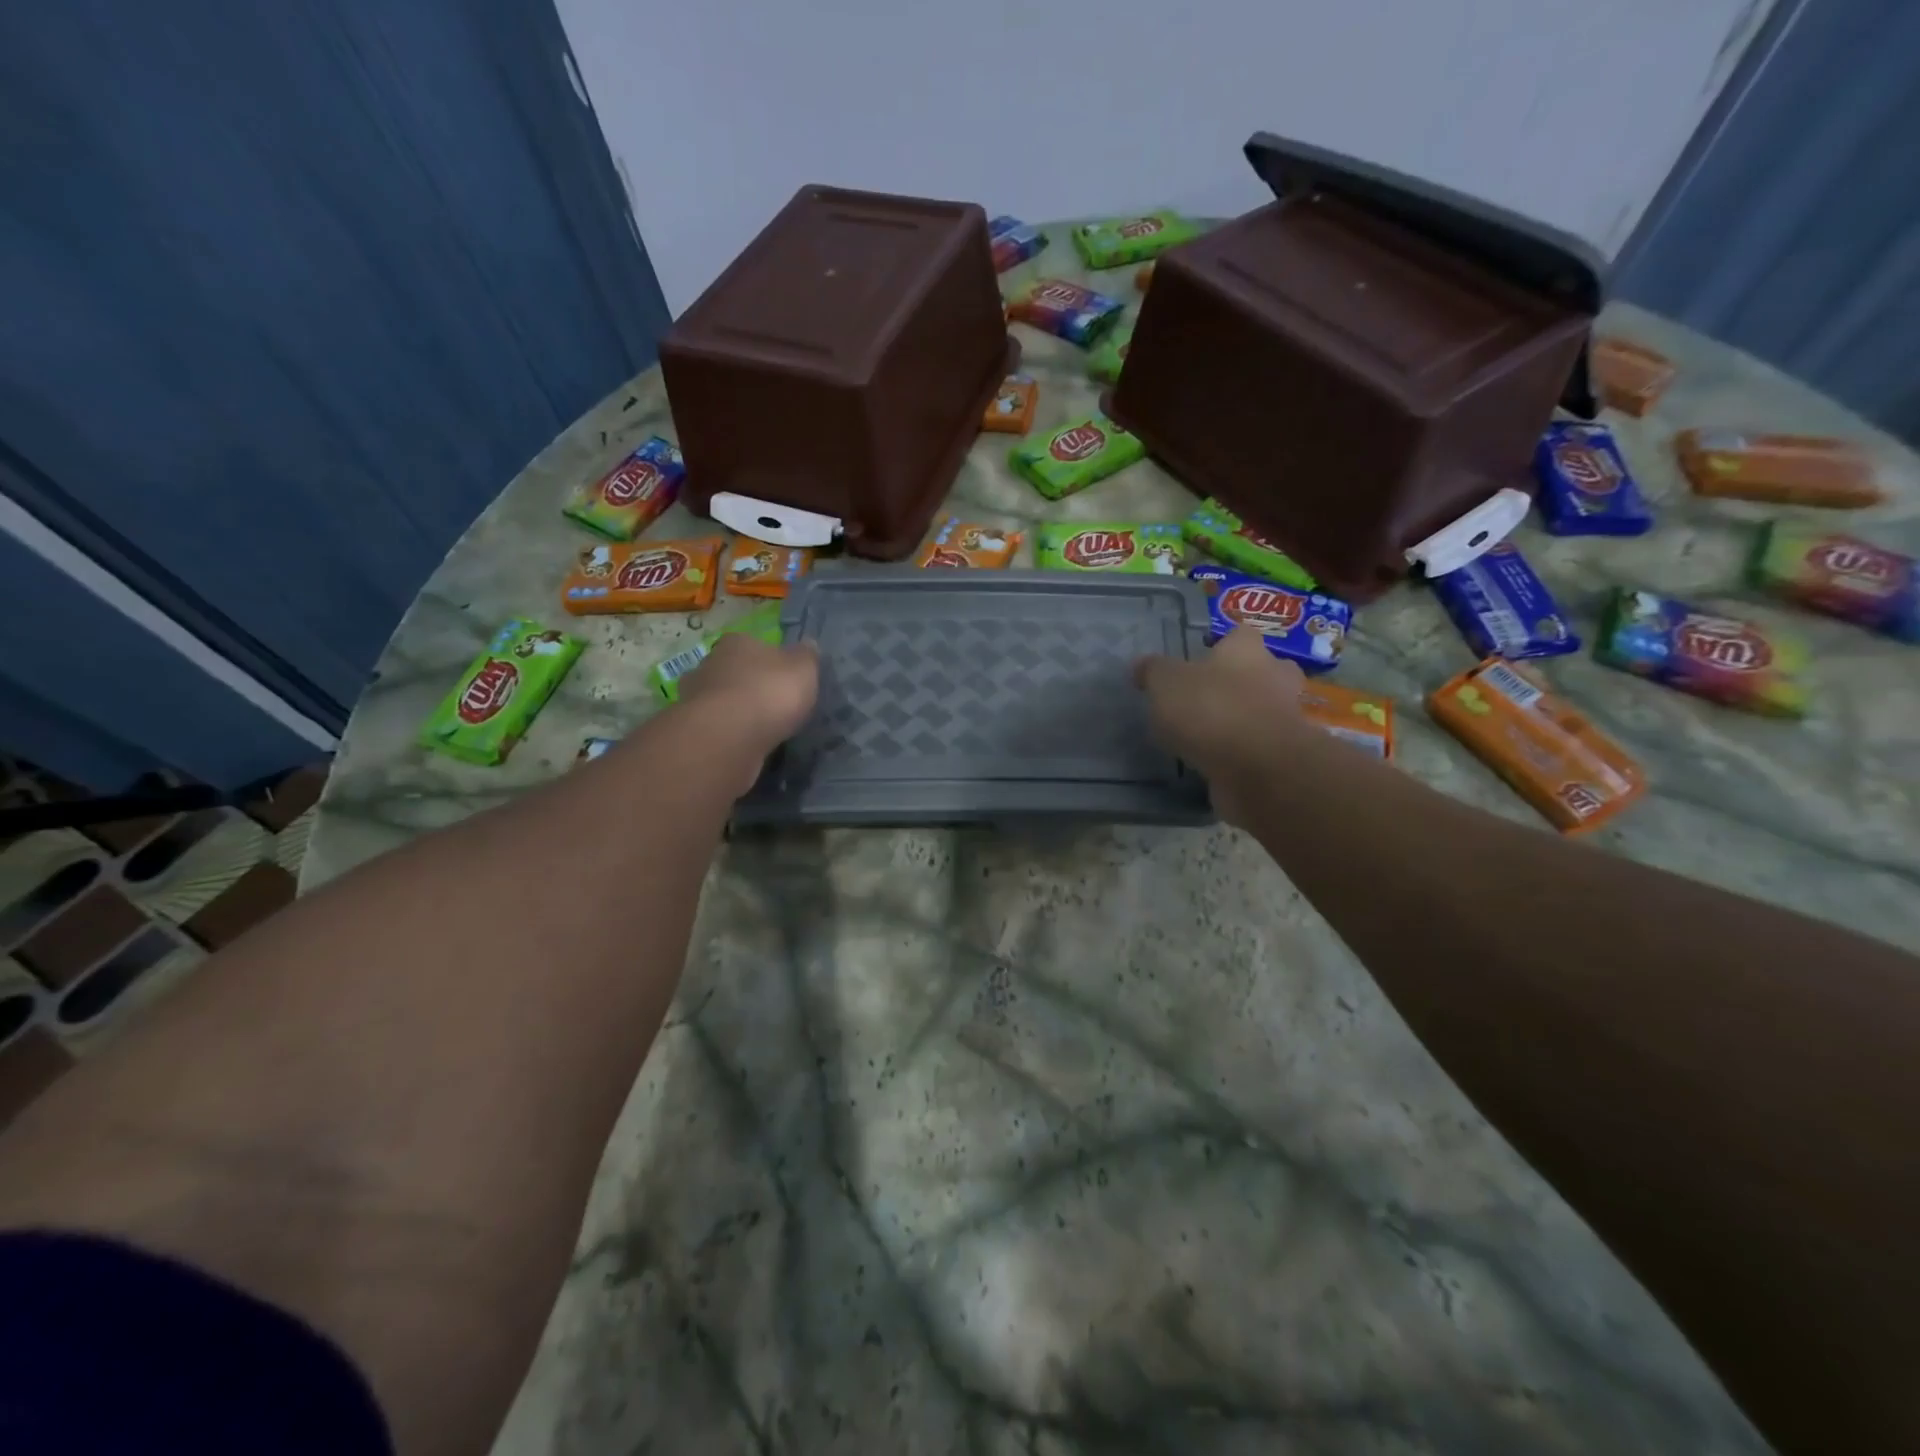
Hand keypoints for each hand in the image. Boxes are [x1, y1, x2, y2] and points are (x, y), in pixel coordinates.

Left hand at [677, 633, 819, 790]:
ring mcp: (694, 697)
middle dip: (747, 685)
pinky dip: (726, 733)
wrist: (728, 737)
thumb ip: (807, 657)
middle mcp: (709, 664)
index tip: (780, 677)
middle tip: (770, 704)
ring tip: (757, 729)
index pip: (750, 644)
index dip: (766, 659)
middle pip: (731, 671)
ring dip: (733, 711)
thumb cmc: (769, 693)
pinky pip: (714, 727)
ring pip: (718, 700)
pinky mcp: (691, 729)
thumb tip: (808, 645)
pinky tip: (742, 744)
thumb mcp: (803, 670)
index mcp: (736, 643)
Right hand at [1133, 628, 1305, 824]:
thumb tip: (1141, 666)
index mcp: (1246, 651)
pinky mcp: (1284, 755)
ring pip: (1264, 709)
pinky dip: (1244, 750)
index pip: (1239, 634)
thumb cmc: (1211, 710)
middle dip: (1242, 680)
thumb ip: (1153, 671)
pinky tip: (1218, 761)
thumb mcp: (1165, 683)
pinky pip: (1262, 745)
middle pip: (1263, 670)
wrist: (1257, 768)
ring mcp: (1284, 717)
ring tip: (1208, 733)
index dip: (1220, 644)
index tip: (1199, 658)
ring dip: (1244, 717)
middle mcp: (1274, 677)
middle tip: (1209, 695)